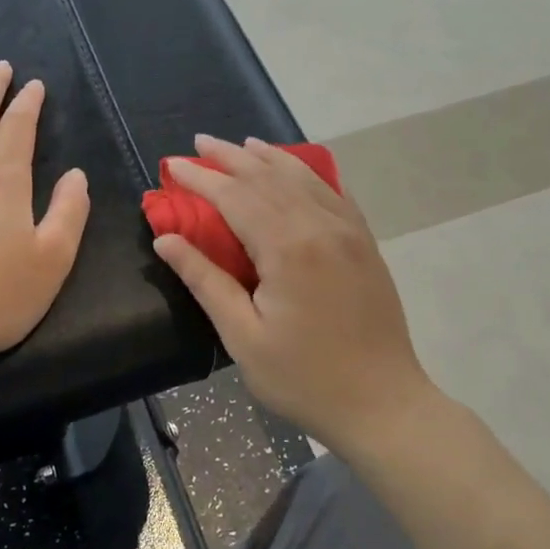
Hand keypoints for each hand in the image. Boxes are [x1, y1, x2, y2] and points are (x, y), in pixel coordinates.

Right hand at [152, 136, 442, 458]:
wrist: (384, 404)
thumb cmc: (304, 378)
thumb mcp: (244, 336)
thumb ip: (205, 281)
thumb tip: (165, 239)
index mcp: (287, 248)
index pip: (234, 196)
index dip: (201, 179)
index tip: (173, 166)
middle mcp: (320, 226)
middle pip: (267, 177)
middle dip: (230, 158)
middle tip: (199, 144)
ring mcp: (348, 231)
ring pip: (302, 178)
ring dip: (268, 157)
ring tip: (241, 144)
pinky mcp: (365, 242)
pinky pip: (334, 192)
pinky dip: (308, 172)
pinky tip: (297, 167)